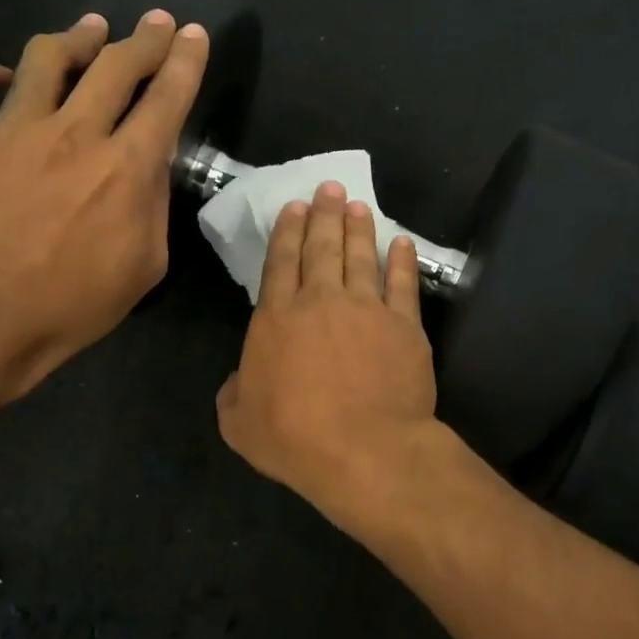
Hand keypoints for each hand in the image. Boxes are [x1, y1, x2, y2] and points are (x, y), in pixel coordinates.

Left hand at [0, 8, 206, 402]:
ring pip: (45, 57)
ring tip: (89, 30)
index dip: (185, 60)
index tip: (192, 35)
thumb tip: (148, 165)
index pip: (166, 97)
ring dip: (76, 37)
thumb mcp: (147, 264)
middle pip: (114, 64)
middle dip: (143, 39)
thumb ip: (154, 204)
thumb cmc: (77, 304)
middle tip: (154, 22)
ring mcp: (10, 132)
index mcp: (124, 167)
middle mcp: (72, 134)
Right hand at [217, 181, 440, 520]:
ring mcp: (367, 310)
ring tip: (358, 205)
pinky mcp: (405, 327)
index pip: (280, 262)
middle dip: (323, 215)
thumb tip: (237, 380)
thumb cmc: (293, 437)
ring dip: (359, 228)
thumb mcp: (239, 423)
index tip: (294, 206)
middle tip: (329, 188)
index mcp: (277, 318)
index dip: (286, 231)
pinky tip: (401, 243)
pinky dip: (403, 261)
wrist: (363, 449)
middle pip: (322, 248)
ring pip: (361, 257)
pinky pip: (404, 284)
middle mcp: (321, 302)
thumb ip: (233, 394)